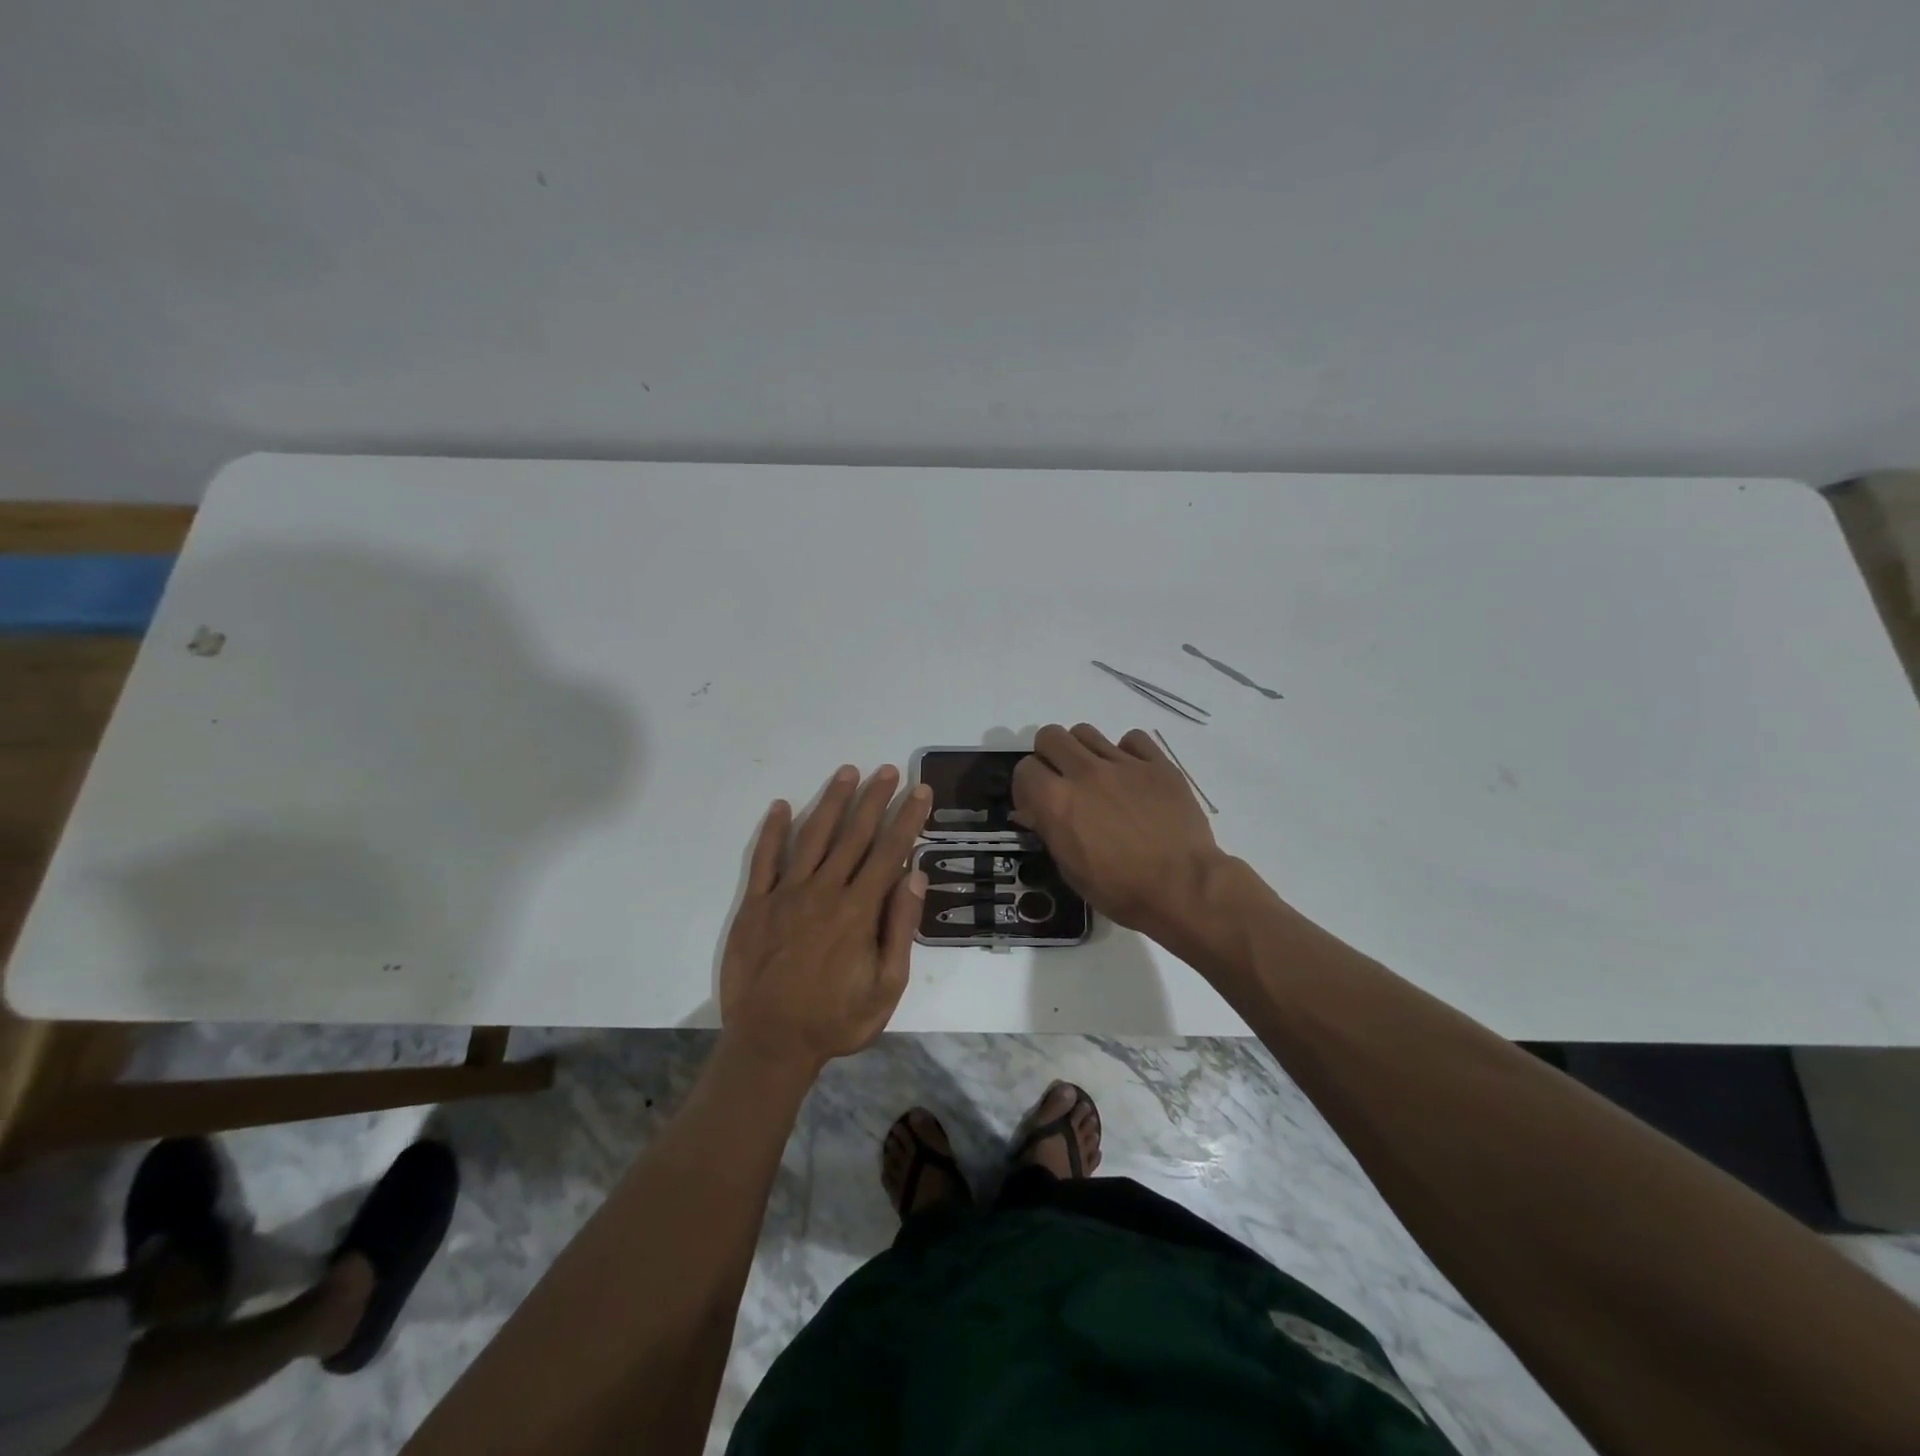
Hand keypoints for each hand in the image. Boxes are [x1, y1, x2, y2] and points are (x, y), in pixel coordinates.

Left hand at [720, 764, 930, 1073]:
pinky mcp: (755, 905)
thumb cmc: (835, 1019)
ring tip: (847, 773)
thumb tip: (915, 875)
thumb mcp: (886, 987)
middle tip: (888, 770)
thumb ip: (900, 928)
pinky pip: (764, 859)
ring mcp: (785, 894)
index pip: (890, 852)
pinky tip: (782, 806)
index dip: (907, 818)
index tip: (919, 791)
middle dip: (874, 799)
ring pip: (813, 837)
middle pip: (854, 834)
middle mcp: (824, 891)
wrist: (769, 1044)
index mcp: (858, 910)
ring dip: (831, 802)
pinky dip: (773, 831)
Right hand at [1012, 724, 1223, 937]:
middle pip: (1050, 736)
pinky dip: (1127, 753)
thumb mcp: (1070, 870)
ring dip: (1082, 751)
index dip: (1026, 787)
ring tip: (1096, 777)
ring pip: (1086, 732)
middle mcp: (1084, 773)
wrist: (1183, 888)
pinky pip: (1132, 739)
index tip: (1036, 805)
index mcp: (1057, 801)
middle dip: (1049, 757)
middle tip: (1062, 782)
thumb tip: (1037, 812)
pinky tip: (1132, 777)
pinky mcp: (1158, 763)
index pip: (1024, 769)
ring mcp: (1123, 764)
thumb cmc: (1121, 890)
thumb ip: (1050, 831)